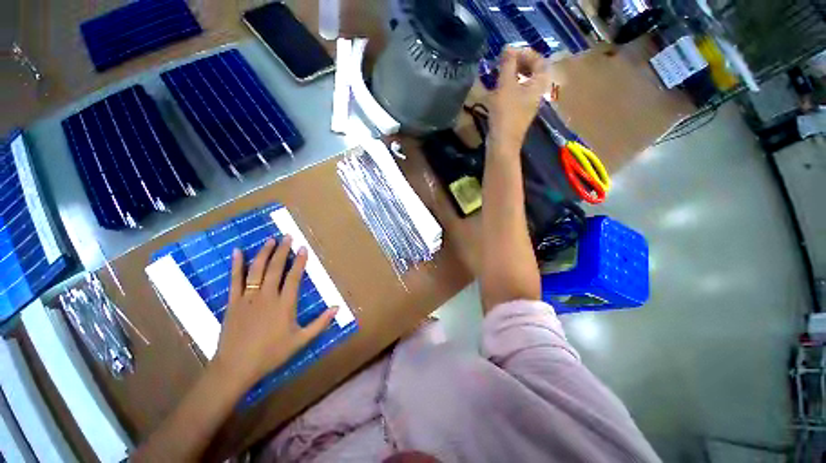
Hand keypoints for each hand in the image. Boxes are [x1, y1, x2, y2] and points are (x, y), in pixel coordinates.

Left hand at [213, 237, 336, 386]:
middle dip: (282, 251)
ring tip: (270, 240)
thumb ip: (320, 323)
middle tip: (287, 236)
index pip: (294, 277)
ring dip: (264, 253)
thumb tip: (337, 307)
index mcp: (285, 304)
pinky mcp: (233, 302)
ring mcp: (248, 298)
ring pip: (257, 270)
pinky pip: (235, 280)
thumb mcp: (300, 341)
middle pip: (275, 268)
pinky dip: (236, 265)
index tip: (303, 248)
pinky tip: (238, 252)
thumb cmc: (271, 354)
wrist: (236, 367)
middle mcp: (267, 296)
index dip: (299, 261)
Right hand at [489, 46, 552, 149]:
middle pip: (533, 71)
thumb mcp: (505, 86)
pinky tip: (497, 91)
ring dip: (513, 76)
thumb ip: (508, 65)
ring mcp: (528, 105)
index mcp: (538, 84)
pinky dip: (509, 88)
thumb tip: (509, 47)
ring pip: (524, 83)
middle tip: (504, 62)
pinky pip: (517, 94)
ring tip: (498, 75)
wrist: (503, 142)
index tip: (510, 53)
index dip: (526, 53)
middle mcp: (537, 93)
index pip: (539, 60)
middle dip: (519, 63)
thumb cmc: (506, 113)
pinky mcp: (519, 113)